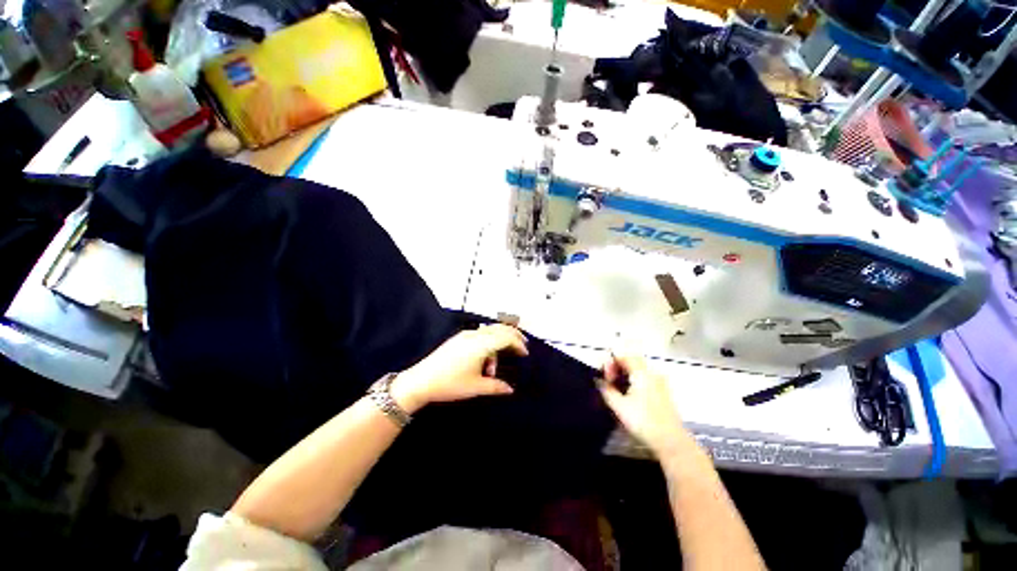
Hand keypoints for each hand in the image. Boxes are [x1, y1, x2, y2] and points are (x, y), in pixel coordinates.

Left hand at [391, 324, 527, 413]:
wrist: (421, 381)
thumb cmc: (450, 384)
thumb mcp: (476, 387)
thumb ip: (496, 387)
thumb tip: (510, 389)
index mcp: (481, 344)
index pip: (506, 338)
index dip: (518, 344)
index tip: (525, 353)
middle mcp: (475, 335)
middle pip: (500, 328)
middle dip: (513, 335)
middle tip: (522, 346)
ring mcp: (466, 335)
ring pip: (490, 330)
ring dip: (499, 340)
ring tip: (495, 364)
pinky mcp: (459, 338)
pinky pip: (480, 333)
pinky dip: (489, 340)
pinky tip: (484, 357)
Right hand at [599, 353, 689, 457]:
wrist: (671, 442)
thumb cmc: (643, 421)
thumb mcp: (619, 406)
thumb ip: (606, 389)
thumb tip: (597, 380)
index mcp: (642, 373)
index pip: (623, 357)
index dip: (610, 363)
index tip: (605, 378)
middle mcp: (652, 373)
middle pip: (632, 361)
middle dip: (617, 368)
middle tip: (608, 382)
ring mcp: (660, 383)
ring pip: (639, 370)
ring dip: (625, 375)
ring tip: (616, 389)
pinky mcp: (664, 393)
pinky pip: (646, 379)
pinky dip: (635, 381)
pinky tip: (629, 396)